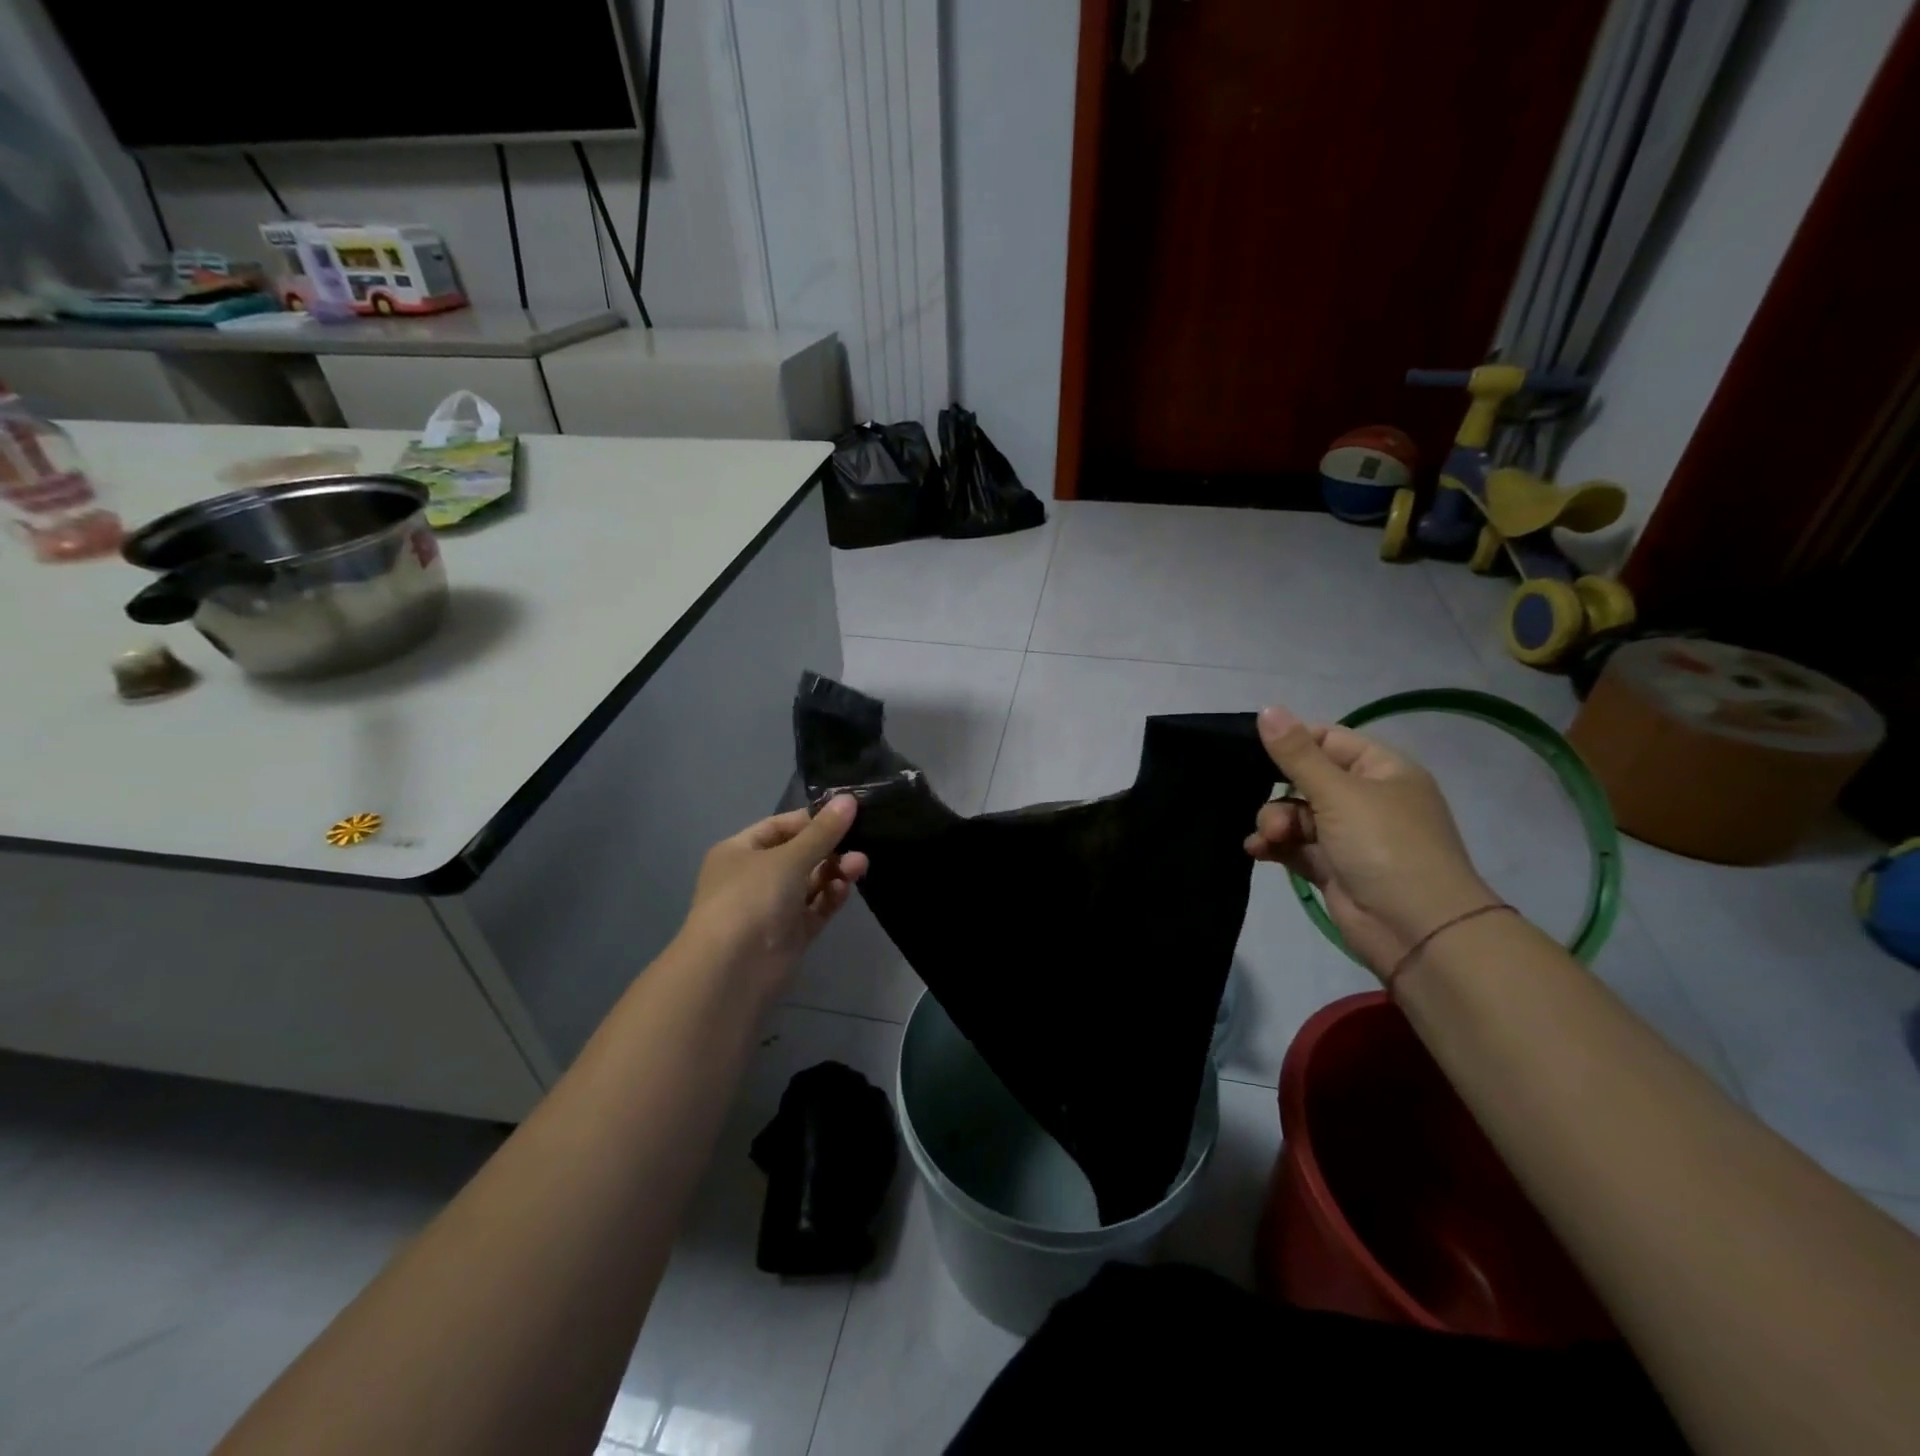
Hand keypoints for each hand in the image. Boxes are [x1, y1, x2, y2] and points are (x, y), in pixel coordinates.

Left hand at [681, 796, 868, 991]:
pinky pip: (815, 909)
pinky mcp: (789, 934)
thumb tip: (849, 799)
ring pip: (810, 882)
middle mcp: (754, 877)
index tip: (846, 814)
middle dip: (829, 848)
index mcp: (740, 851)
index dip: (812, 819)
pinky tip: (845, 888)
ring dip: (834, 871)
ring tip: (859, 865)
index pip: (780, 826)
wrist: (733, 969)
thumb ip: (822, 831)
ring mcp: (772, 907)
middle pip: (799, 854)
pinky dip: (830, 897)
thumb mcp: (788, 857)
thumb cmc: (751, 898)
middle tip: (860, 842)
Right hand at [1246, 705, 1497, 981]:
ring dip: (1275, 823)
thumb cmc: (1384, 846)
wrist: (1417, 930)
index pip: (1329, 739)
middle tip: (1269, 813)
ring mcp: (1351, 836)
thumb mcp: (1338, 793)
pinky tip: (1257, 851)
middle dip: (1279, 795)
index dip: (1293, 742)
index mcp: (1382, 770)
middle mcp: (1368, 799)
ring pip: (1297, 816)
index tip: (1253, 750)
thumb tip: (1266, 709)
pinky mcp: (1334, 868)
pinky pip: (1296, 847)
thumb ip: (1296, 754)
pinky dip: (1276, 846)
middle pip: (1307, 781)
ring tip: (1268, 840)